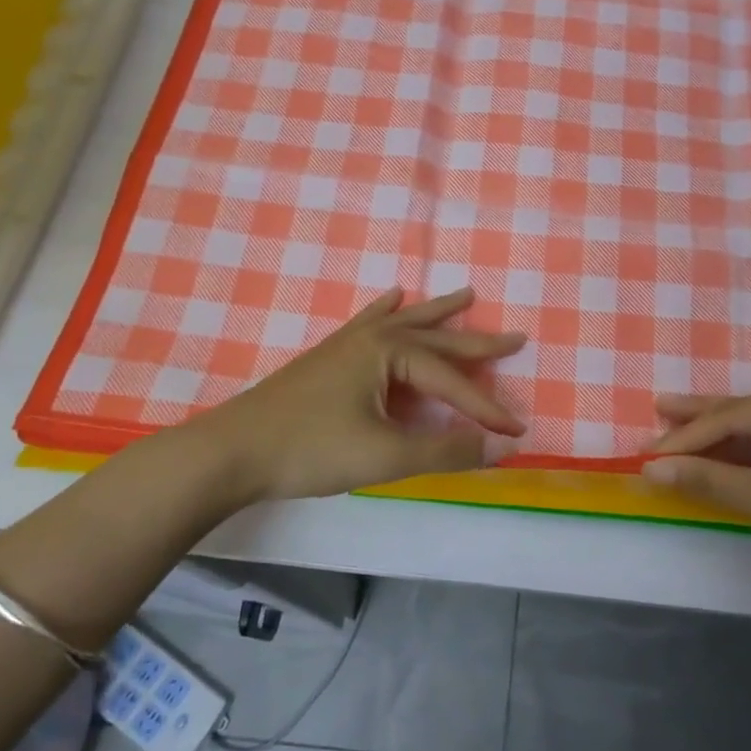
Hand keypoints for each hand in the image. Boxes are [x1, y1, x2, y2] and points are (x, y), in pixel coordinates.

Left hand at [199, 287, 525, 501]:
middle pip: (437, 339)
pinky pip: (369, 321)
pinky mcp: (329, 355)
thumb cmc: (311, 449)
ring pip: (406, 322)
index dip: (487, 409)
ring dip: (438, 312)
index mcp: (390, 353)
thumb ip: (446, 450)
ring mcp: (348, 343)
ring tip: (466, 295)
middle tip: (516, 336)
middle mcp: (374, 338)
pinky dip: (387, 309)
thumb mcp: (386, 455)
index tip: (518, 433)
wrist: (232, 451)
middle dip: (478, 343)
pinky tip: (393, 295)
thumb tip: (500, 449)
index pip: (452, 382)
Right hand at [642, 382, 750, 604]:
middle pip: (745, 413)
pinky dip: (745, 458)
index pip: (733, 416)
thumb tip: (651, 468)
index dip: (688, 437)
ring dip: (719, 440)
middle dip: (700, 420)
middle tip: (657, 411)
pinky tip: (717, 457)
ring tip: (674, 428)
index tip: (648, 453)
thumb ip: (710, 480)